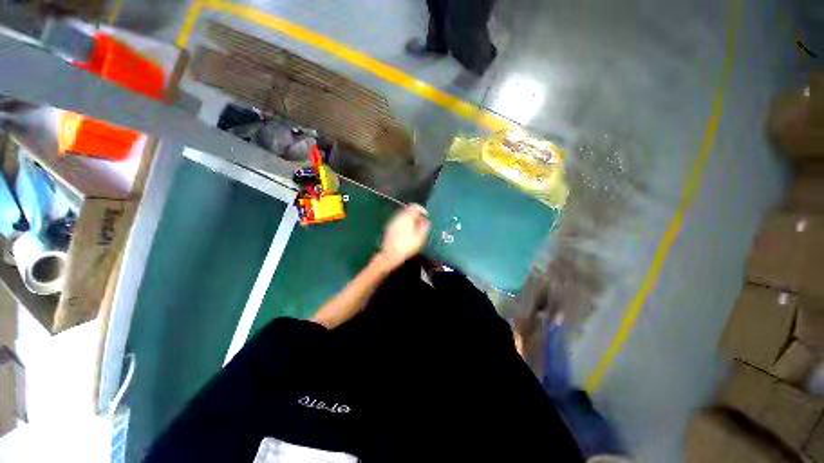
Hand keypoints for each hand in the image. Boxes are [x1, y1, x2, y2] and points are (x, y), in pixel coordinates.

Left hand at [377, 204, 430, 270]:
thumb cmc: (407, 246)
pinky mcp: (389, 228)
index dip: (422, 209)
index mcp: (406, 217)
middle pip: (408, 211)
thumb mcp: (420, 237)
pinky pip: (399, 222)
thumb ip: (424, 227)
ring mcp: (392, 222)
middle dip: (416, 216)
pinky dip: (405, 224)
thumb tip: (426, 221)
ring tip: (416, 229)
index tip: (426, 216)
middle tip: (422, 224)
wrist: (390, 255)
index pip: (414, 206)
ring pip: (403, 217)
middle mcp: (398, 217)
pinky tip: (407, 234)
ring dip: (411, 220)